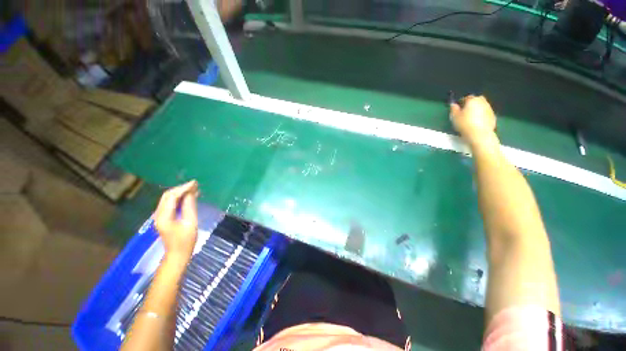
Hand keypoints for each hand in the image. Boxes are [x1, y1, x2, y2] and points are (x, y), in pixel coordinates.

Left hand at [154, 180, 198, 262]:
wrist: (177, 255)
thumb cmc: (186, 241)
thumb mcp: (191, 223)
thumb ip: (190, 207)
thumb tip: (191, 193)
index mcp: (164, 216)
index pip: (172, 196)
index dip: (183, 188)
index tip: (195, 183)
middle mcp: (158, 214)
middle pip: (167, 196)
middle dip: (181, 188)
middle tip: (195, 184)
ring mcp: (160, 216)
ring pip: (168, 199)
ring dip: (180, 192)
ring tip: (194, 188)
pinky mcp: (164, 218)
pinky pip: (170, 204)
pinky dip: (179, 198)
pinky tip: (189, 196)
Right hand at [450, 95, 496, 145]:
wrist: (479, 134)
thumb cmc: (464, 124)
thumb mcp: (454, 117)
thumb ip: (453, 109)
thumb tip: (453, 104)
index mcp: (472, 100)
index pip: (466, 97)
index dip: (461, 102)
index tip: (457, 108)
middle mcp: (483, 102)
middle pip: (476, 100)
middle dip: (471, 104)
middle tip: (465, 112)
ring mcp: (489, 109)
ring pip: (482, 106)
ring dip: (477, 110)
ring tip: (471, 118)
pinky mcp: (493, 116)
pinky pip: (486, 113)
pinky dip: (482, 115)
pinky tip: (477, 123)